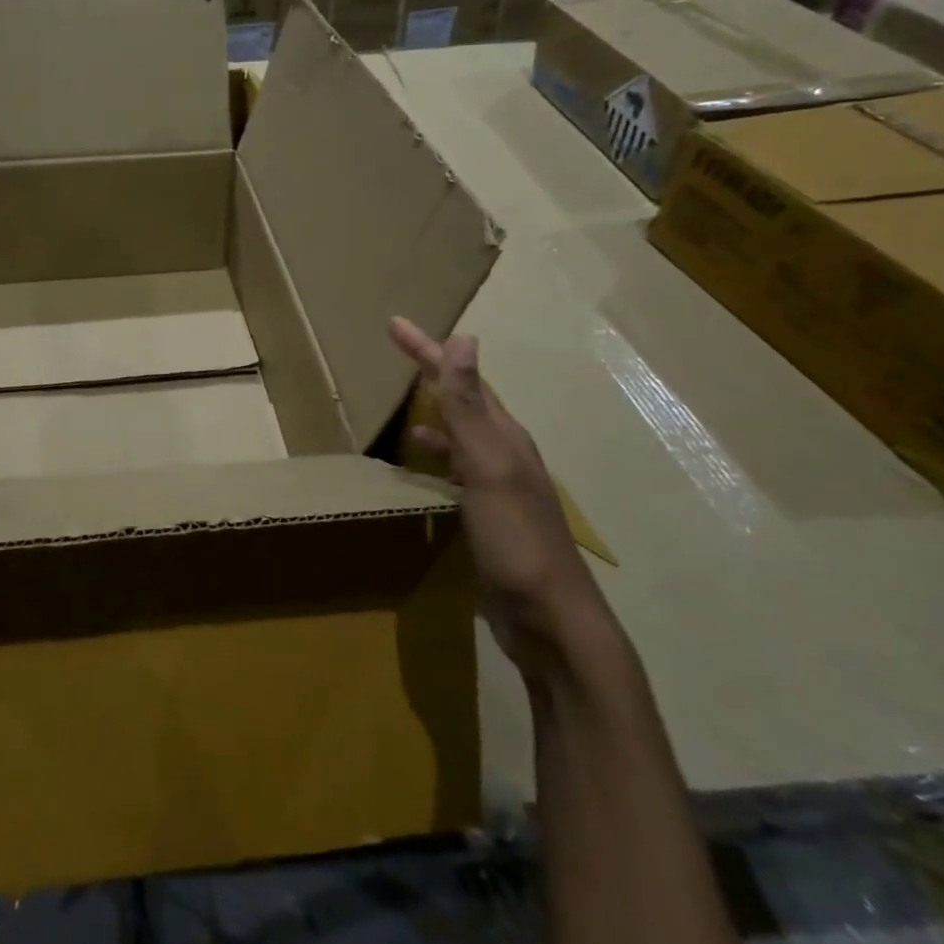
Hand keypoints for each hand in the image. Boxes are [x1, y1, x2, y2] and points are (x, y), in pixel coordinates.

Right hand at [391, 317, 612, 680]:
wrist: (549, 618)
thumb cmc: (516, 539)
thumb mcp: (488, 468)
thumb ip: (470, 408)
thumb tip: (465, 339)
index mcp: (503, 436)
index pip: (462, 379)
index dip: (428, 349)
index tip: (394, 324)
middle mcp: (503, 452)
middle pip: (465, 399)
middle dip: (434, 370)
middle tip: (398, 349)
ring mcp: (498, 485)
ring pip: (462, 433)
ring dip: (437, 410)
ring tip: (406, 403)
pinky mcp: (488, 514)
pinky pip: (457, 468)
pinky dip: (437, 454)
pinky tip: (421, 463)